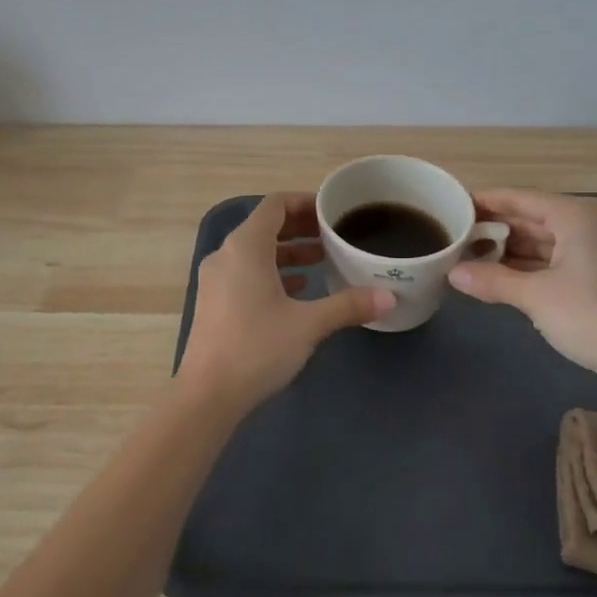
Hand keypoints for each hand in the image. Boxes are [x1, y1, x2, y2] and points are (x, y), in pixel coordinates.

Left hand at [178, 193, 395, 413]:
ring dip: (287, 251)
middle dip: (300, 227)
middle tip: (333, 235)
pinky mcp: (214, 302)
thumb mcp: (309, 324)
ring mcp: (216, 279)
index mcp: (246, 246)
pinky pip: (245, 272)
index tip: (332, 212)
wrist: (208, 394)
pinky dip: (271, 272)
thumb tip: (389, 297)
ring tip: (321, 260)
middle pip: (265, 226)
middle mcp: (226, 254)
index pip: (276, 204)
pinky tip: (297, 289)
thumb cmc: (257, 348)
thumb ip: (349, 305)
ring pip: (255, 251)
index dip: (304, 202)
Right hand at [449, 189, 596, 397]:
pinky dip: (530, 268)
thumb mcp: (535, 296)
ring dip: (510, 251)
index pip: (521, 198)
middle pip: (532, 219)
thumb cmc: (591, 314)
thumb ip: (492, 280)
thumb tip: (453, 273)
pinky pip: (556, 262)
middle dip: (496, 230)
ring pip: (544, 242)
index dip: (486, 202)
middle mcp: (588, 225)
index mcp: (576, 216)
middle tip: (456, 236)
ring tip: (471, 258)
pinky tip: (501, 278)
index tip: (454, 205)